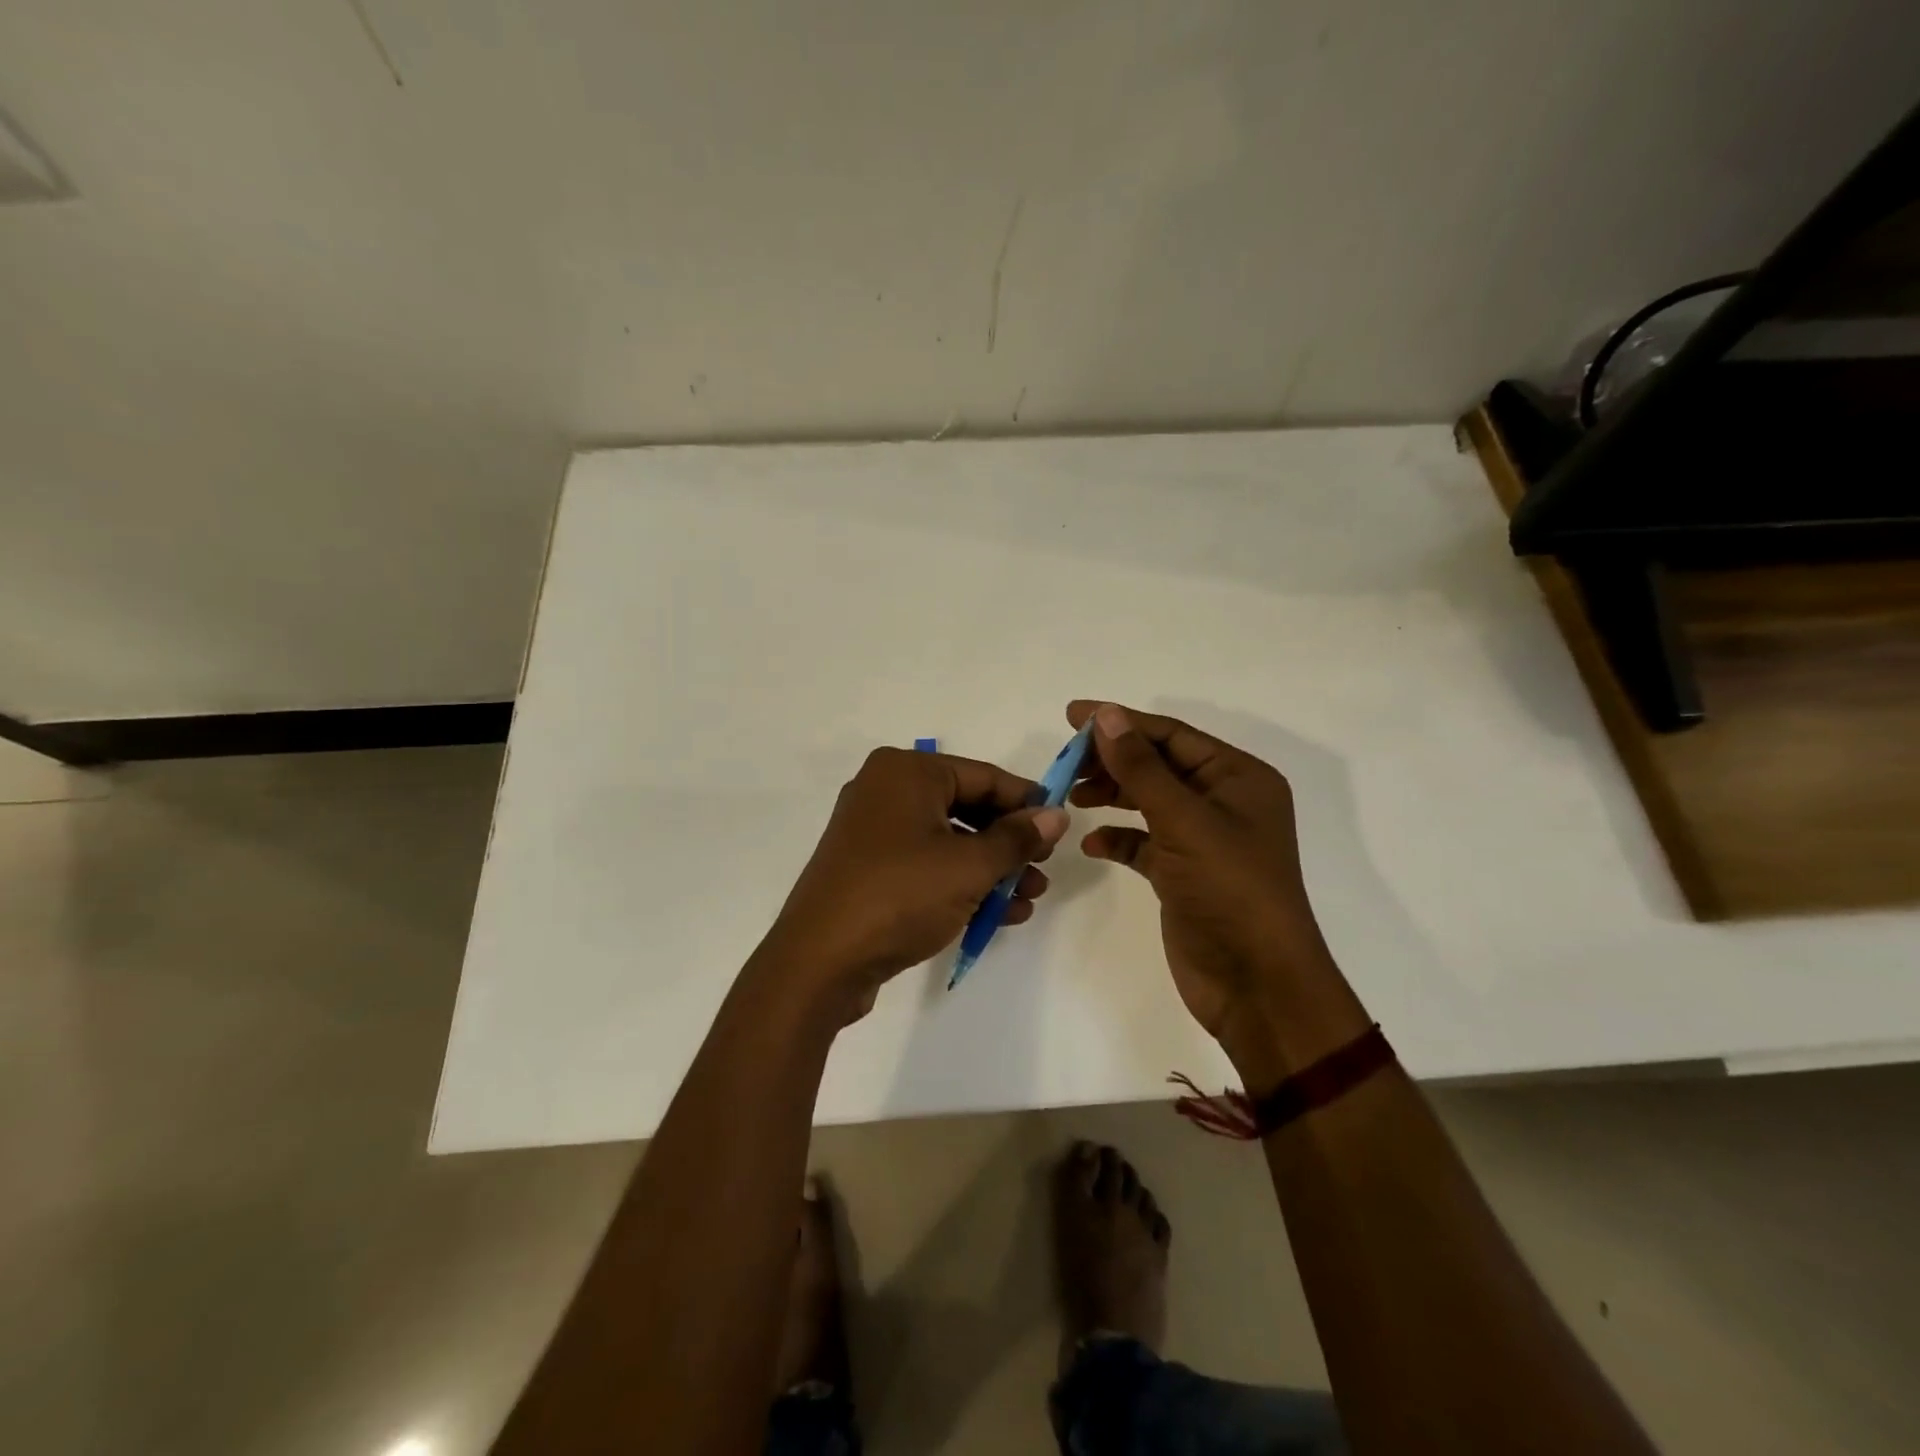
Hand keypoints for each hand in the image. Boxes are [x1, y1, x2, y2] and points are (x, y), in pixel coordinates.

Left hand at [760, 747, 1068, 1021]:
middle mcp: (886, 791)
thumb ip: (1017, 838)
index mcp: (907, 772)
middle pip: (967, 808)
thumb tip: (1057, 815)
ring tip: (1028, 900)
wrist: (819, 961)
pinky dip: (960, 884)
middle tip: (1044, 869)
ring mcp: (873, 832)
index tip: (1061, 826)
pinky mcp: (868, 869)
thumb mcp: (969, 866)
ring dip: (991, 870)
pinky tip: (998, 914)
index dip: (1027, 801)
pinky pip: (926, 865)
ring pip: (948, 841)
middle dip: (1009, 844)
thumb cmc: (900, 896)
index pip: (984, 776)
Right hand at [1068, 702, 1368, 1081]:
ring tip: (1072, 798)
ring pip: (1148, 801)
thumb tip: (1105, 716)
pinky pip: (1144, 842)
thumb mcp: (1184, 821)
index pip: (1171, 735)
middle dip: (1112, 761)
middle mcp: (1223, 801)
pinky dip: (1118, 838)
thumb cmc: (1230, 890)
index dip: (1120, 722)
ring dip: (1111, 795)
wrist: (1256, 984)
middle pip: (1158, 765)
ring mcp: (1203, 839)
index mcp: (1238, 778)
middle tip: (1065, 763)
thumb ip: (1141, 767)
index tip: (1070, 717)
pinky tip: (1092, 845)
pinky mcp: (1183, 873)